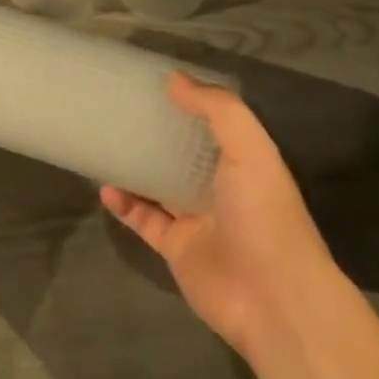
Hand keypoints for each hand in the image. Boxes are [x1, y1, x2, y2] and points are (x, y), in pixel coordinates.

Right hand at [102, 73, 342, 357]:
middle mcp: (221, 189)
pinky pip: (143, 220)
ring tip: (104, 144)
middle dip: (156, 134)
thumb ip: (217, 109)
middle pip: (183, 154)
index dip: (189, 104)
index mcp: (245, 163)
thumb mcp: (249, 150)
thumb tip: (174, 78)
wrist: (273, 300)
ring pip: (158, 186)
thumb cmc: (264, 216)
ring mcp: (197, 220)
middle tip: (119, 110)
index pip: (214, 126)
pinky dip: (123, 205)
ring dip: (134, 168)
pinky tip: (105, 188)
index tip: (155, 82)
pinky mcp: (176, 248)